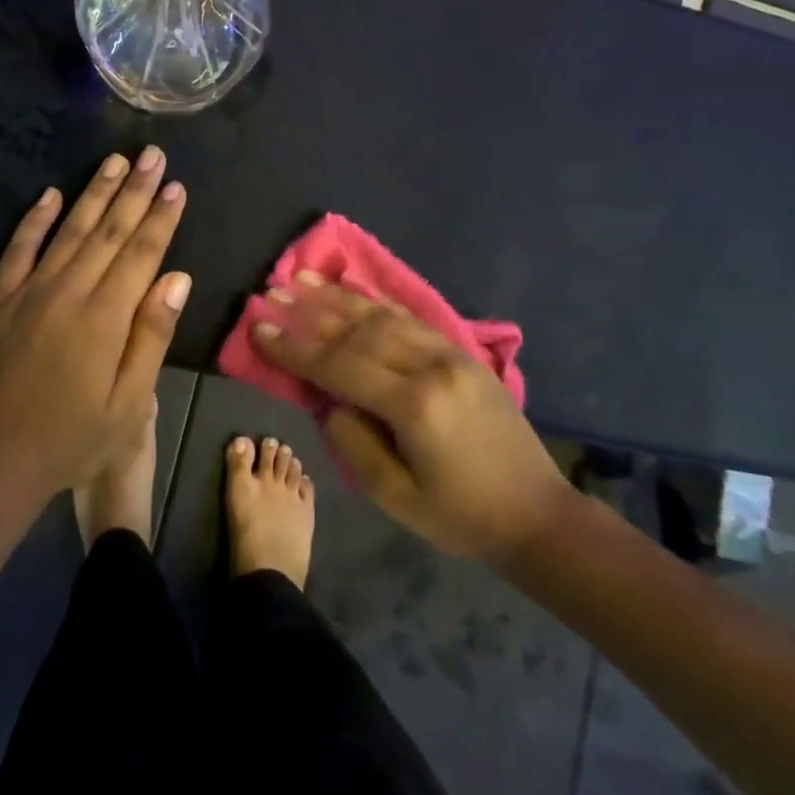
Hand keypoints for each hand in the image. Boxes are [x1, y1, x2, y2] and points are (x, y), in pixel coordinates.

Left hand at [0, 148, 189, 503]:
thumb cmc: (73, 439)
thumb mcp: (129, 403)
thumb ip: (152, 336)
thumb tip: (178, 278)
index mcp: (104, 318)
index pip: (141, 253)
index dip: (161, 218)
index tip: (175, 185)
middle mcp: (68, 292)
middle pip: (107, 231)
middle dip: (134, 191)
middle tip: (152, 154)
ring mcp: (28, 292)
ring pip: (68, 230)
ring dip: (93, 193)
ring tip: (115, 162)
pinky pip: (18, 250)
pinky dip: (34, 220)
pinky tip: (50, 195)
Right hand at [253, 279, 570, 566]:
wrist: (536, 512)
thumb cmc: (461, 515)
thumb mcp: (395, 496)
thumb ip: (352, 441)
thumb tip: (328, 400)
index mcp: (414, 404)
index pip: (339, 365)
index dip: (294, 347)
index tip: (258, 327)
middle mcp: (431, 365)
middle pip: (358, 330)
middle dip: (309, 312)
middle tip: (270, 293)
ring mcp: (450, 352)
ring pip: (383, 314)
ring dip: (337, 296)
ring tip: (299, 279)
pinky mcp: (462, 351)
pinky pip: (409, 316)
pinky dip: (374, 300)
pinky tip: (351, 289)